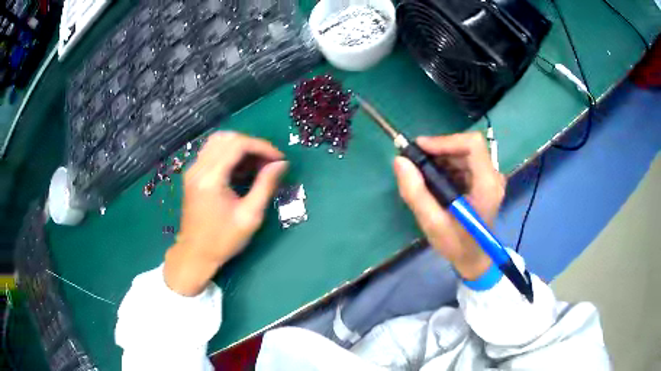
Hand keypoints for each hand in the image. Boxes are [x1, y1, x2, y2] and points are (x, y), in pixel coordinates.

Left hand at [164, 132, 287, 295]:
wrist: (195, 254)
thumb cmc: (223, 240)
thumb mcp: (249, 216)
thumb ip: (266, 186)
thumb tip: (281, 164)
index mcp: (211, 178)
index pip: (238, 144)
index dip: (262, 147)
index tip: (279, 159)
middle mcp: (198, 168)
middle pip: (228, 138)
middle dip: (253, 145)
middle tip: (269, 161)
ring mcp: (193, 170)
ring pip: (219, 141)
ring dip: (241, 147)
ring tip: (257, 164)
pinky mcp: (192, 174)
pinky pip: (212, 152)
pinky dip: (229, 153)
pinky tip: (241, 169)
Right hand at [393, 132, 505, 279]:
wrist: (474, 259)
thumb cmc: (457, 245)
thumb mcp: (433, 223)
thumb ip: (416, 192)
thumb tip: (399, 161)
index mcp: (487, 185)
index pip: (472, 144)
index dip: (445, 141)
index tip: (421, 149)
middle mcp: (493, 176)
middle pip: (466, 147)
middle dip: (439, 151)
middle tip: (416, 163)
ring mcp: (491, 178)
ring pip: (464, 153)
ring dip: (441, 159)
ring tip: (423, 174)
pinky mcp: (485, 181)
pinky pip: (465, 163)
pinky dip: (447, 166)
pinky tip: (435, 181)